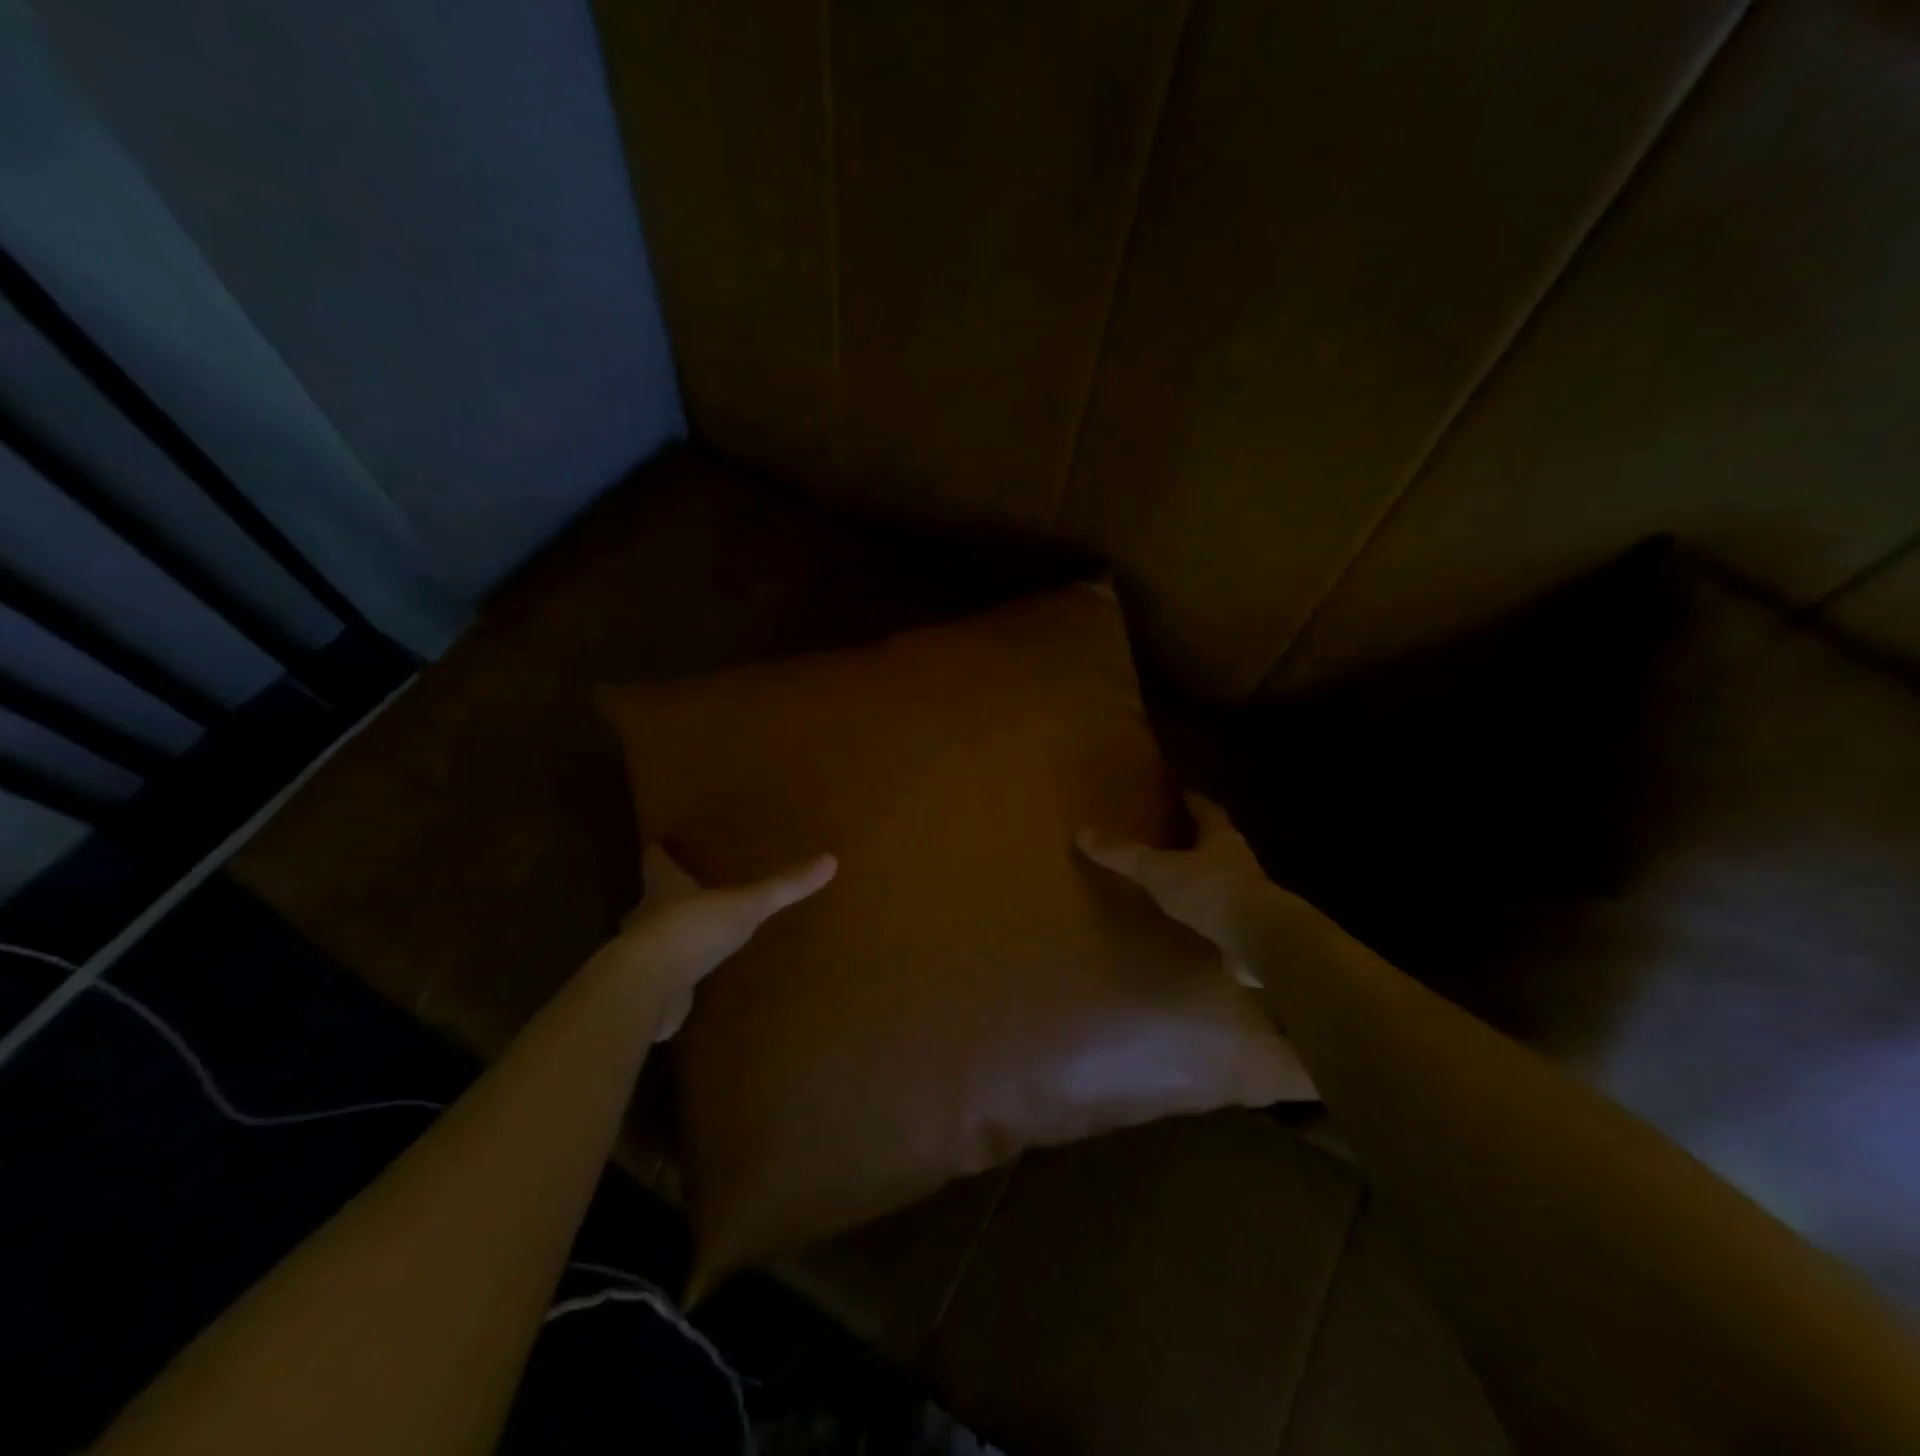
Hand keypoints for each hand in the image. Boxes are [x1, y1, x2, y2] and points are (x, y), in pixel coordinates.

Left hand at [616, 844, 836, 1039]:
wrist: (646, 988)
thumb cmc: (692, 930)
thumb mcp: (747, 905)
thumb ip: (784, 887)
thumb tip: (831, 860)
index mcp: (665, 888)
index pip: (657, 863)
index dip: (659, 855)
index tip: (659, 846)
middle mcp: (646, 917)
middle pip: (651, 900)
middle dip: (665, 897)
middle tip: (685, 893)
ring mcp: (642, 956)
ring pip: (651, 940)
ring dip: (666, 937)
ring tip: (691, 937)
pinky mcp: (645, 990)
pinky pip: (660, 979)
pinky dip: (669, 978)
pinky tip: (685, 984)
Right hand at [1077, 793, 1277, 987]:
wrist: (1263, 941)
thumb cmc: (1211, 893)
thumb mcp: (1160, 871)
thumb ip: (1124, 855)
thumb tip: (1082, 832)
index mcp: (1220, 838)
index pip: (1205, 809)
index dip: (1191, 800)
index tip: (1179, 792)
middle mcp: (1237, 859)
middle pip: (1216, 840)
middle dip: (1196, 836)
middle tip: (1170, 831)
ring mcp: (1246, 893)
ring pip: (1220, 874)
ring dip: (1201, 873)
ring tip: (1175, 874)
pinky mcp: (1247, 924)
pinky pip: (1221, 909)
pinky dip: (1205, 908)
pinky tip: (1189, 916)